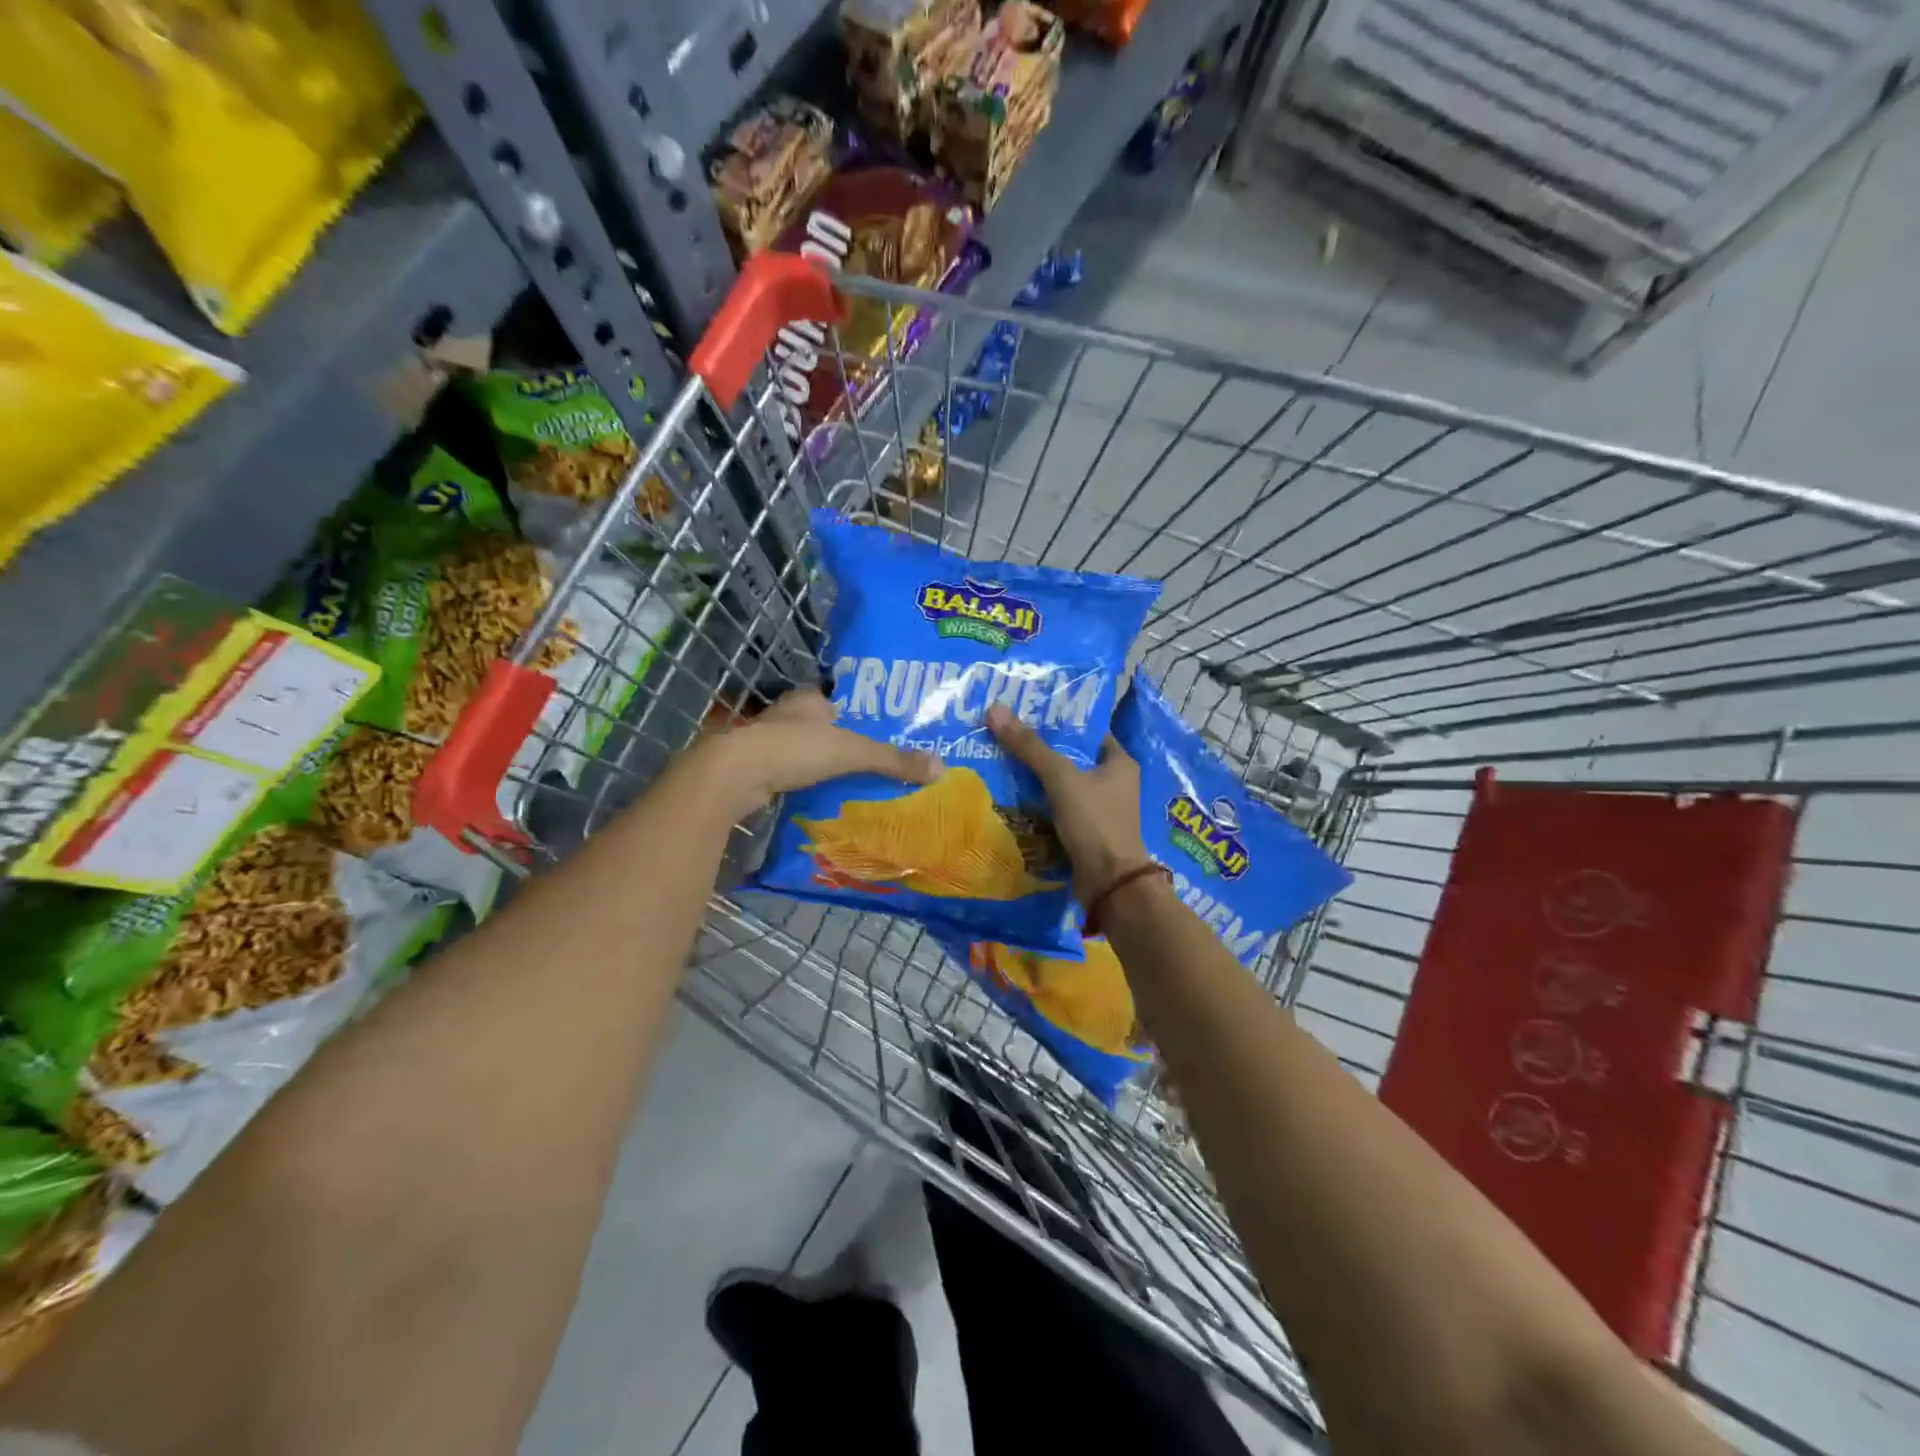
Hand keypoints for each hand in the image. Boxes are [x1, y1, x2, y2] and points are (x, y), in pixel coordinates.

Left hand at [699, 687, 938, 815]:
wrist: (736, 775)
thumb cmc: (795, 750)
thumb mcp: (853, 753)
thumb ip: (893, 760)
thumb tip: (941, 768)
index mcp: (806, 701)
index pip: (830, 700)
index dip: (847, 713)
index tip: (866, 731)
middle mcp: (783, 716)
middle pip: (814, 726)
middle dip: (832, 741)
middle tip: (860, 762)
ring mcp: (763, 743)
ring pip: (796, 751)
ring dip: (813, 765)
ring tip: (842, 783)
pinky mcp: (752, 770)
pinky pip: (782, 774)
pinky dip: (796, 784)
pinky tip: (812, 798)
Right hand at [986, 703, 1150, 905]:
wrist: (1109, 883)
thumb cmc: (1095, 822)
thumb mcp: (1061, 778)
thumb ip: (1030, 747)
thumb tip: (995, 709)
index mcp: (1119, 762)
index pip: (1087, 731)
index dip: (1059, 721)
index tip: (1027, 712)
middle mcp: (1114, 782)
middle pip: (1071, 757)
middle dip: (1041, 749)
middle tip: (1006, 734)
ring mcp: (1099, 809)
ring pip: (1062, 784)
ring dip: (1037, 777)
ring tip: (1001, 759)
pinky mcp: (1085, 830)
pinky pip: (1058, 808)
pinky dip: (1038, 802)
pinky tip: (1011, 794)